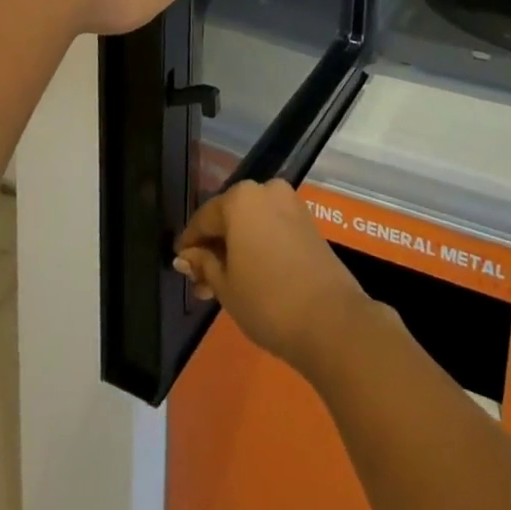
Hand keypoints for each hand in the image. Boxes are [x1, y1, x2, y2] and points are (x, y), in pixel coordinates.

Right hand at [174, 180, 376, 378]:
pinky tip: (248, 275)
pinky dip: (256, 244)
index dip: (190, 242)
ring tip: (221, 286)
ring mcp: (289, 203)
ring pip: (251, 222)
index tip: (180, 263)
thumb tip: (185, 256)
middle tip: (200, 283)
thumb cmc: (267, 301)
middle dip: (213, 248)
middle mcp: (265, 190)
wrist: (330, 319)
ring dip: (235, 248)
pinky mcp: (306, 220)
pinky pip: (271, 226)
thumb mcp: (225, 286)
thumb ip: (203, 264)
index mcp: (240, 198)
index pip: (204, 217)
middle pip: (229, 217)